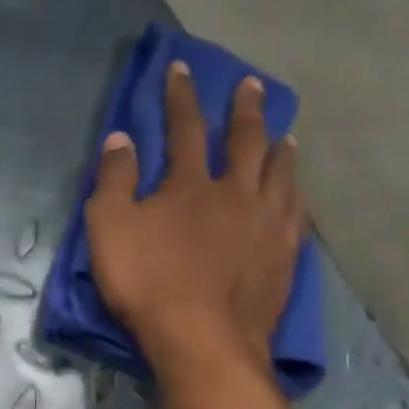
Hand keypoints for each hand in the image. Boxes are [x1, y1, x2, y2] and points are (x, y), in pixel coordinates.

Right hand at [85, 62, 303, 373]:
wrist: (203, 340)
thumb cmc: (149, 286)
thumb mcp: (110, 231)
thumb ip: (114, 182)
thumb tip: (120, 138)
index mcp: (190, 184)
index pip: (185, 127)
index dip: (181, 96)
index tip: (183, 68)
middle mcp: (236, 193)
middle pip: (245, 141)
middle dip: (245, 110)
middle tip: (252, 86)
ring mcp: (266, 225)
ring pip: (280, 175)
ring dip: (280, 150)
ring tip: (287, 136)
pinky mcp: (284, 257)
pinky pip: (297, 215)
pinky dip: (296, 197)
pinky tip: (298, 194)